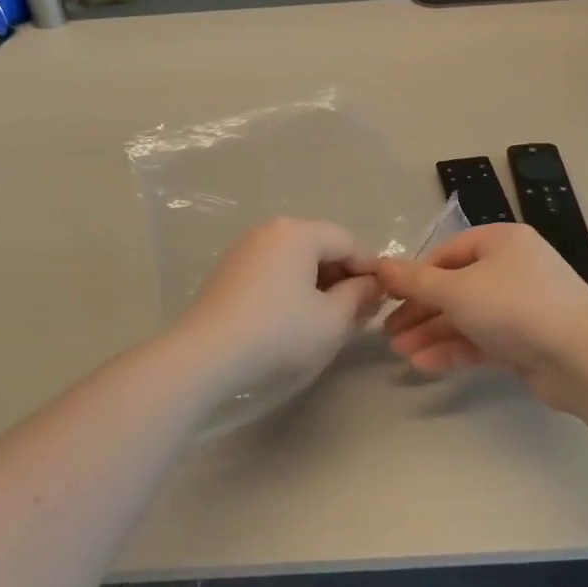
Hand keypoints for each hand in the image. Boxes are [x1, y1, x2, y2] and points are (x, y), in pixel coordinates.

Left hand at [176, 218, 383, 392]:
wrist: (205, 356)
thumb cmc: (279, 333)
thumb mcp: (332, 320)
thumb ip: (359, 296)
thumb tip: (372, 284)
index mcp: (299, 232)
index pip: (347, 241)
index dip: (369, 268)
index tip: (382, 298)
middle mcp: (271, 230)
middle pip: (320, 245)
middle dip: (343, 276)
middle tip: (358, 311)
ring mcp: (245, 248)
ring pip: (295, 259)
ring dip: (318, 283)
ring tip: (328, 317)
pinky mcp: (228, 270)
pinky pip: (273, 269)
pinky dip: (291, 287)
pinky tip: (294, 317)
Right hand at [373, 223, 587, 406]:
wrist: (582, 357)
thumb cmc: (514, 306)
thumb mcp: (456, 290)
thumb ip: (415, 281)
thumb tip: (378, 265)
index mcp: (500, 241)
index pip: (447, 253)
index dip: (415, 274)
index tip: (388, 297)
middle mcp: (512, 268)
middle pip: (455, 286)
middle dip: (420, 310)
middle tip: (387, 332)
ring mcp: (522, 305)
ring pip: (467, 316)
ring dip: (433, 332)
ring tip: (399, 352)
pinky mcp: (527, 340)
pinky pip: (483, 339)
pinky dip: (454, 348)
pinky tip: (424, 363)